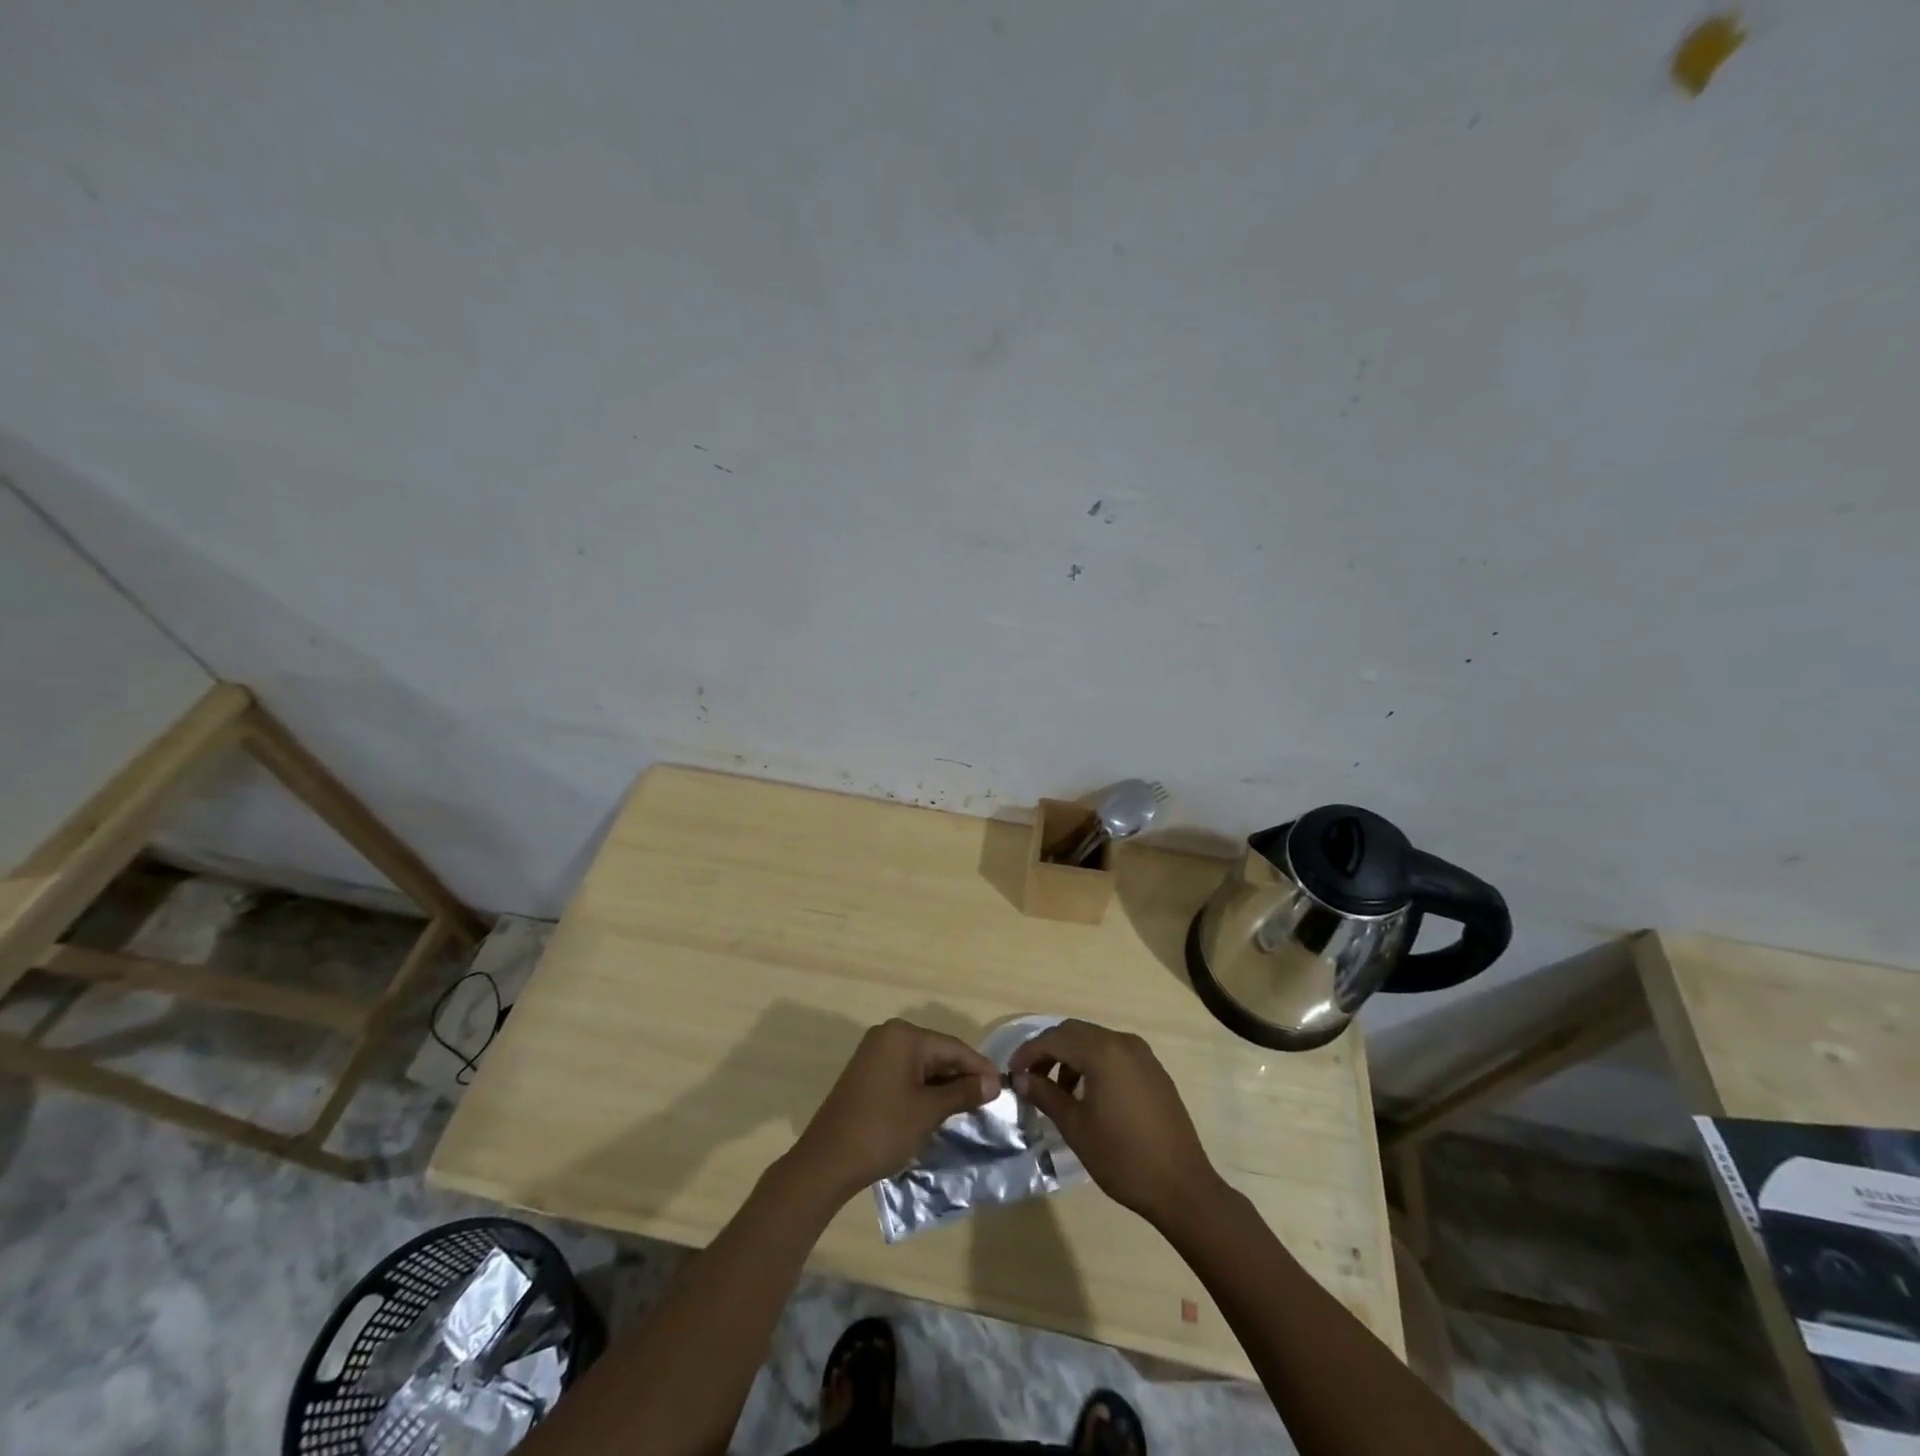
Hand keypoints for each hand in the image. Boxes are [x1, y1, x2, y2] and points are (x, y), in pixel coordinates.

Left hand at [791, 1019, 999, 1197]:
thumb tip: (994, 1083)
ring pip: (922, 1064)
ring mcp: (875, 1052)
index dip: (979, 1068)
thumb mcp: (928, 1112)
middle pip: (937, 1052)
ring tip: (968, 1107)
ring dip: (943, 1084)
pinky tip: (938, 1107)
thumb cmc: (882, 1130)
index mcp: (904, 1036)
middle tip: (987, 1101)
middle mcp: (889, 1035)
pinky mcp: (867, 1071)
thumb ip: (962, 1092)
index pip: (953, 1047)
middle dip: (961, 1076)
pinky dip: (923, 1088)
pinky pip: (905, 1072)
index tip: (1002, 1088)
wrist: (827, 1161)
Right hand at [1009, 1019, 1220, 1228]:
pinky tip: (1088, 1094)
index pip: (1055, 1038)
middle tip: (1030, 1078)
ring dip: (1071, 1057)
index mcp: (1103, 1052)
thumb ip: (1046, 1095)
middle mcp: (1123, 1043)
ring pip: (1095, 1041)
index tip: (1012, 1072)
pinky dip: (1094, 1064)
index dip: (1029, 1052)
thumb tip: (1022, 1078)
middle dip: (1049, 1051)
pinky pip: (1115, 1054)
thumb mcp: (1076, 1127)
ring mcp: (1143, 1055)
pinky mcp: (1154, 1071)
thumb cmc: (1122, 1157)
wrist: (1182, 1187)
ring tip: (1058, 1091)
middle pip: (1075, 1033)